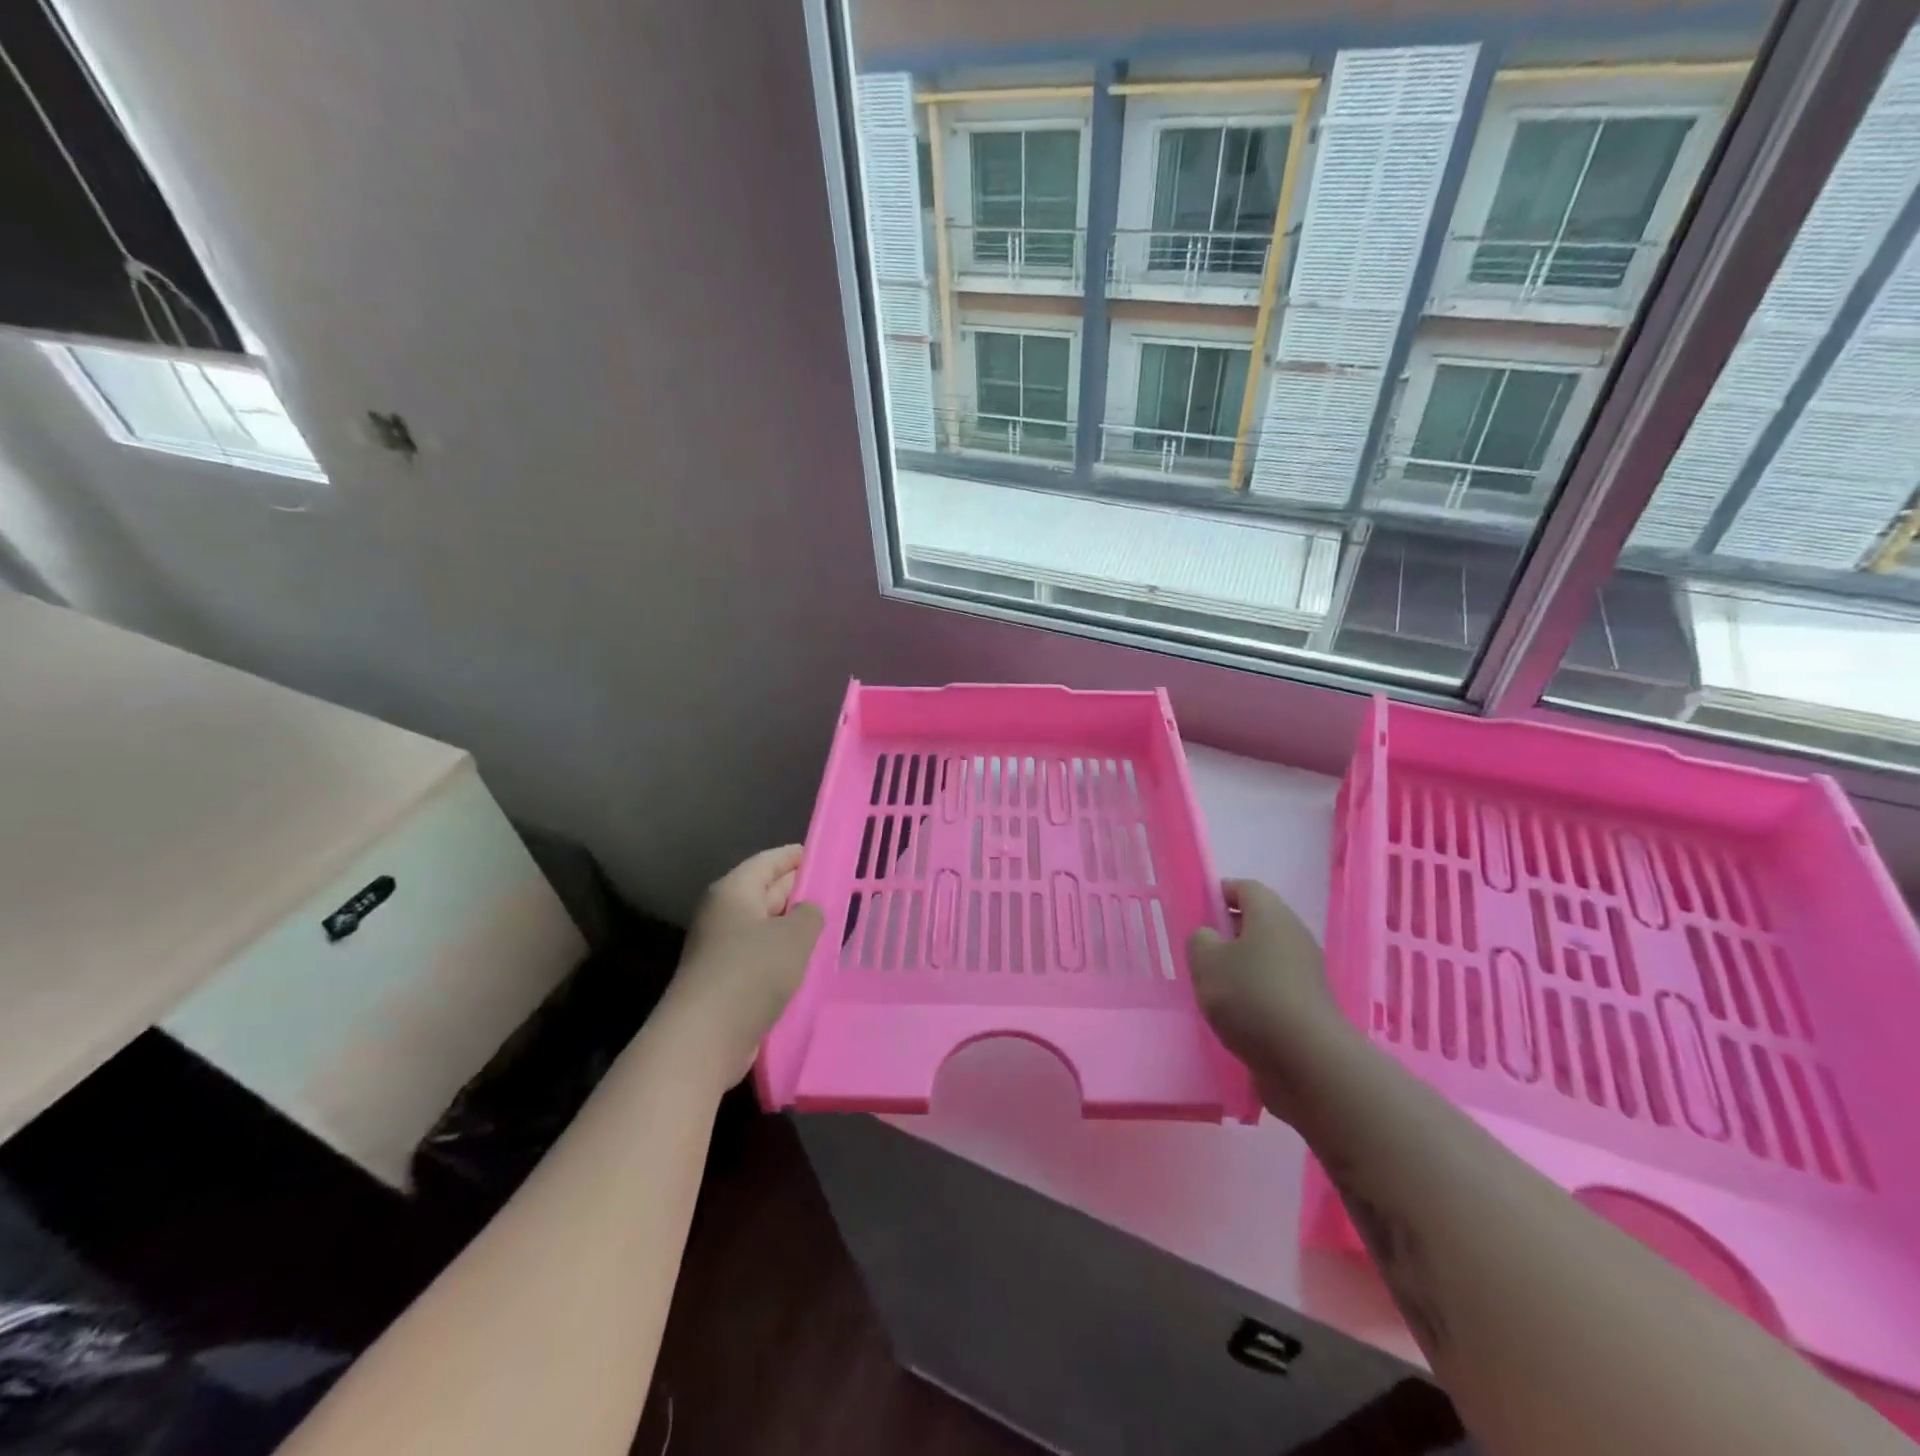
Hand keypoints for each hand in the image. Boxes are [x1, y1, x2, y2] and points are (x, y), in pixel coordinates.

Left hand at [662, 846, 823, 1084]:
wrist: (704, 1038)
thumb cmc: (752, 972)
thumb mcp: (794, 935)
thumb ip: (810, 914)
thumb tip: (808, 910)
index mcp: (734, 891)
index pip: (769, 861)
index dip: (796, 856)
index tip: (823, 854)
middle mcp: (723, 914)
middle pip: (765, 891)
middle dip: (798, 890)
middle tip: (834, 890)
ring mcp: (721, 948)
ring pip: (765, 926)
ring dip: (792, 926)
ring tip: (828, 925)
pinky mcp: (725, 980)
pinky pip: (760, 956)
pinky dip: (783, 955)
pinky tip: (807, 962)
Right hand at [1188, 879, 1361, 1123]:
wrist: (1308, 1060)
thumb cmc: (1252, 996)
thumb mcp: (1206, 961)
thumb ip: (1200, 940)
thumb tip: (1210, 939)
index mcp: (1271, 914)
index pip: (1245, 888)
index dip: (1219, 893)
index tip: (1197, 912)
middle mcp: (1294, 935)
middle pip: (1258, 921)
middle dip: (1228, 932)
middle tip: (1200, 953)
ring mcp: (1306, 972)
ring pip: (1266, 956)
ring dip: (1241, 966)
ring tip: (1214, 988)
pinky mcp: (1310, 1005)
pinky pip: (1276, 986)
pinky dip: (1256, 993)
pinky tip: (1236, 1016)